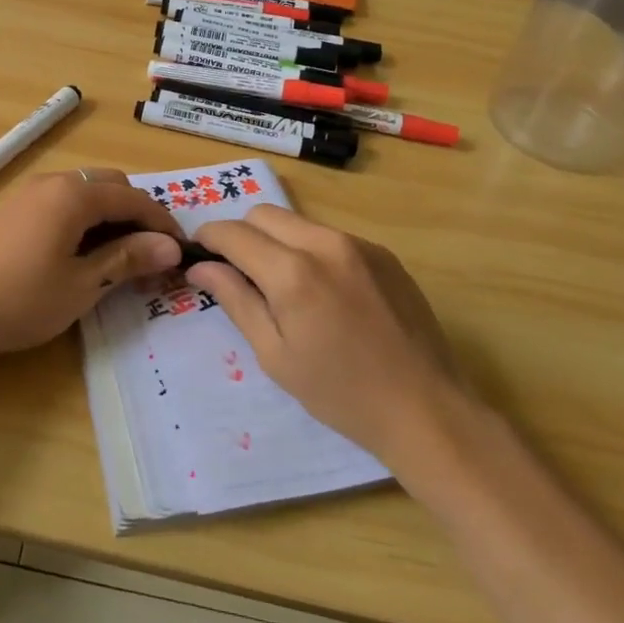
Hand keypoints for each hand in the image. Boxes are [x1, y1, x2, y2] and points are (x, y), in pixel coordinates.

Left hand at [0, 170, 183, 366]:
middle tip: (152, 253)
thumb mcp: (83, 284)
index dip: (162, 222)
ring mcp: (31, 193)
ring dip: (111, 216)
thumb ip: (128, 259)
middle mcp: (54, 181)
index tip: (181, 250)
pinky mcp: (16, 209)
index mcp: (74, 194)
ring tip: (123, 256)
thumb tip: (172, 247)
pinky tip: (86, 252)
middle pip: (111, 186)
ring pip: (87, 192)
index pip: (133, 198)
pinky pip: (64, 202)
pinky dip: (86, 219)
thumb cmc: (21, 300)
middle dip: (137, 214)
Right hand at [190, 206, 467, 464]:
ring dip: (277, 241)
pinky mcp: (383, 253)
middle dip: (241, 234)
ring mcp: (359, 244)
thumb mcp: (275, 355)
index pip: (234, 233)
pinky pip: (331, 236)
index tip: (199, 254)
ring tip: (282, 284)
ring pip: (298, 222)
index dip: (209, 238)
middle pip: (264, 214)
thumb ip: (236, 301)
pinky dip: (311, 250)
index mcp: (293, 272)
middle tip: (238, 272)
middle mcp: (325, 243)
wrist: (425, 409)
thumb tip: (201, 267)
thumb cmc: (340, 393)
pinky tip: (323, 291)